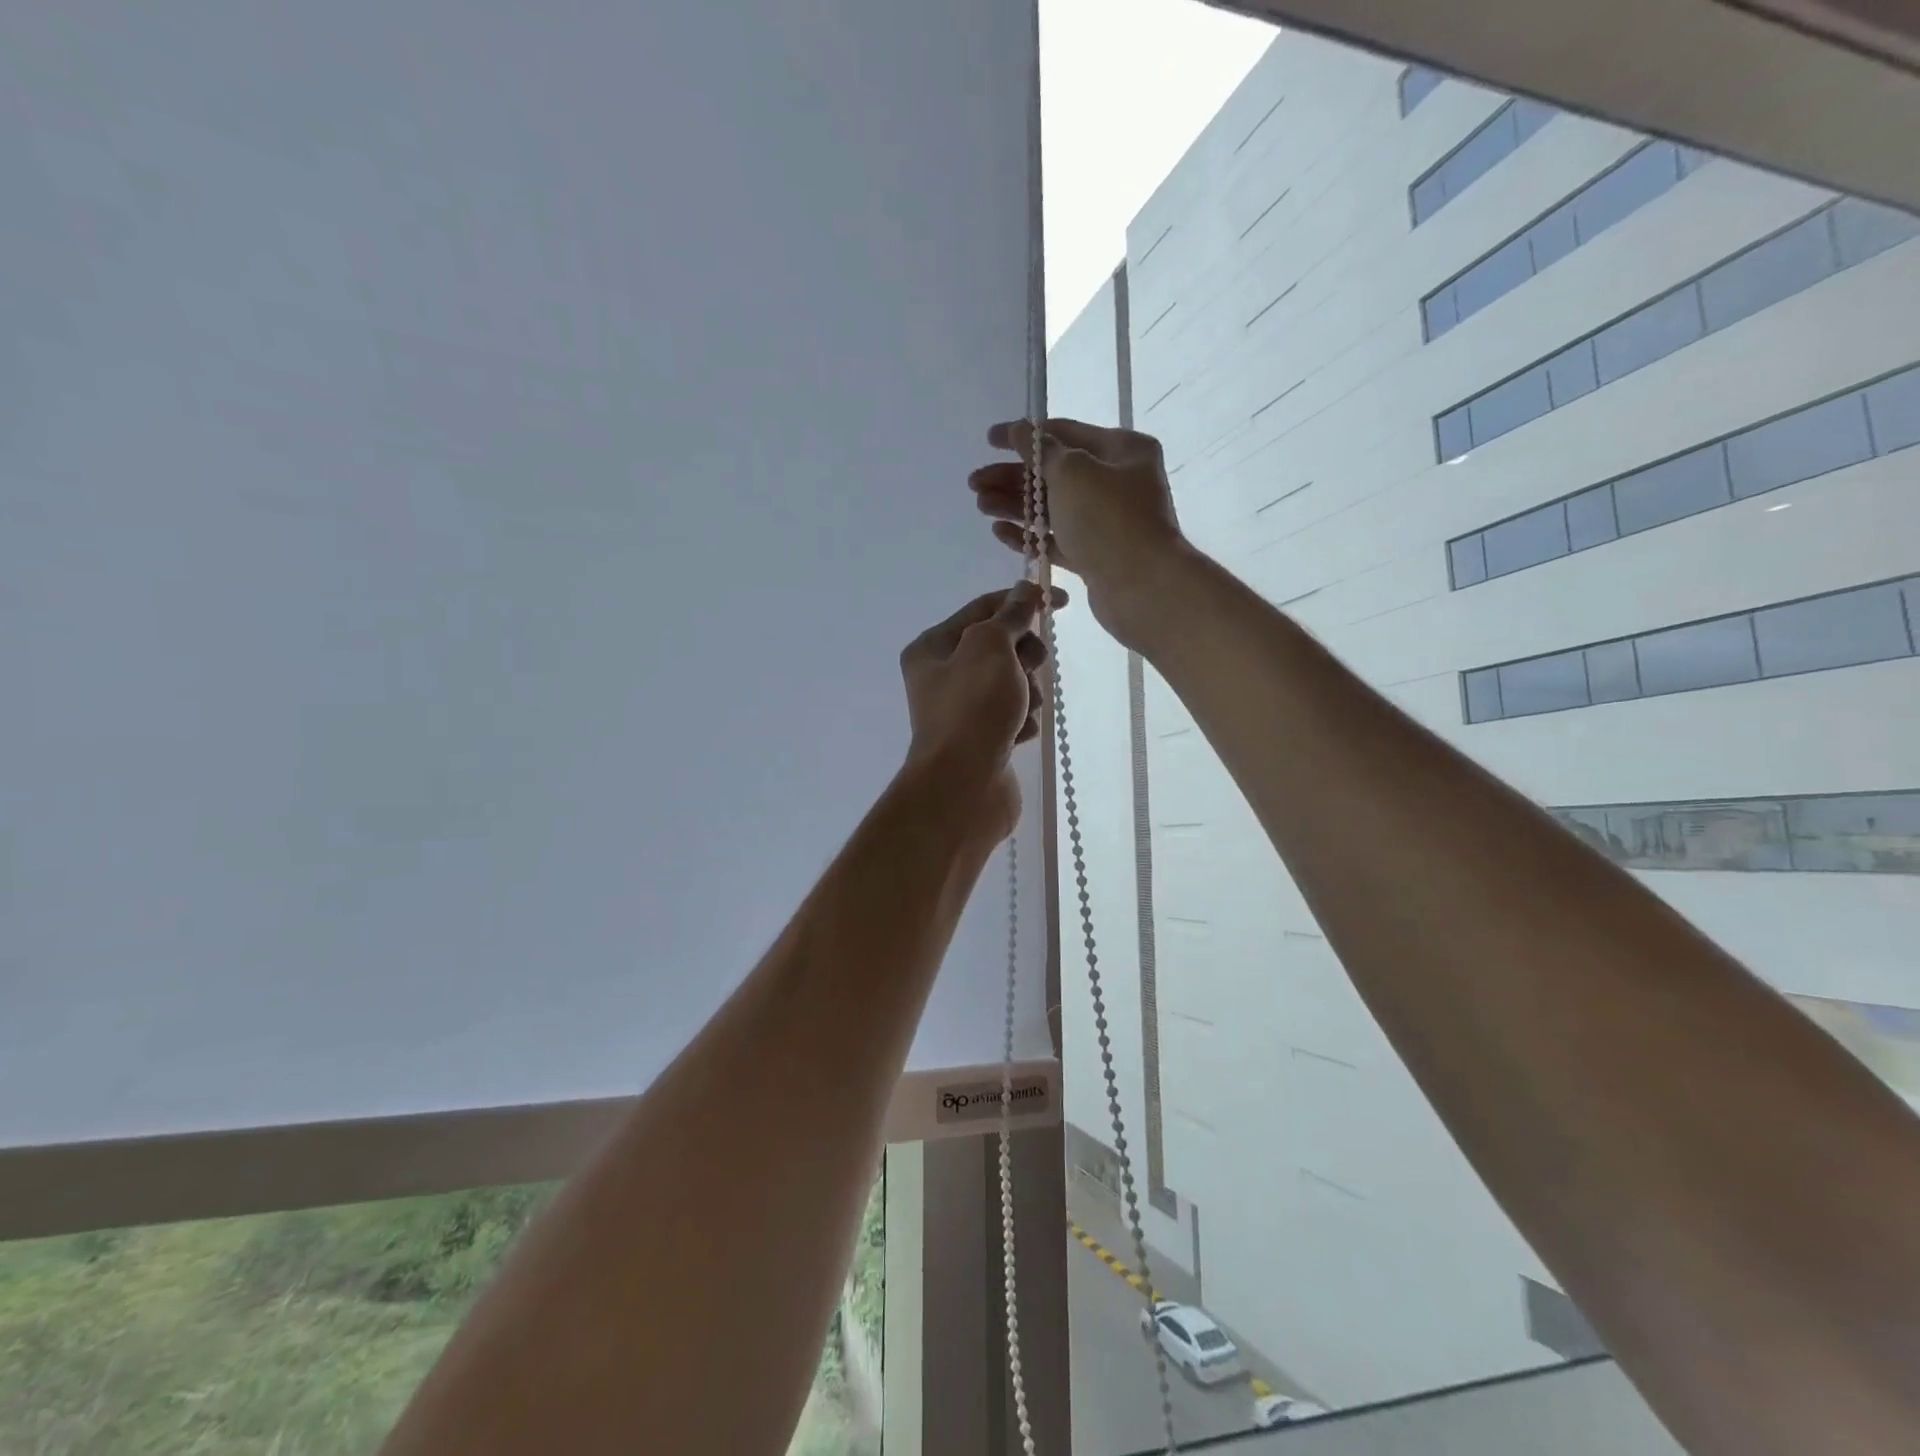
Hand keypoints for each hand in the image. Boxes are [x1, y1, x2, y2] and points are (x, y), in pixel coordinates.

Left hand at [898, 582, 1061, 837]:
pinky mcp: (982, 739)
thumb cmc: (972, 707)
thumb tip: (1026, 591)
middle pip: (1000, 646)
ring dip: (1026, 692)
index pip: (983, 608)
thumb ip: (1011, 616)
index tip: (1061, 600)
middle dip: (1023, 656)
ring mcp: (962, 710)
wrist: (963, 786)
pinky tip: (1018, 735)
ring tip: (1020, 711)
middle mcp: (942, 676)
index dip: (1022, 600)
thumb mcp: (991, 647)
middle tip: (1029, 668)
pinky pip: (1014, 715)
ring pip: (1012, 682)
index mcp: (933, 647)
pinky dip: (1022, 722)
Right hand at [969, 419, 1187, 650]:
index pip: (1064, 433)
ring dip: (1015, 505)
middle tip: (975, 483)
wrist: (1142, 588)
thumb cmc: (1109, 520)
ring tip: (980, 505)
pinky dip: (1030, 534)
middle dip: (1013, 477)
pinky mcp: (1096, 556)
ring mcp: (1107, 521)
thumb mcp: (1072, 473)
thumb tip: (1021, 431)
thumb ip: (1041, 451)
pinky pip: (1057, 539)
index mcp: (1122, 450)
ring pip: (1053, 508)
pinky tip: (999, 531)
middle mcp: (1117, 482)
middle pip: (1055, 473)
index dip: (1024, 435)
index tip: (989, 440)